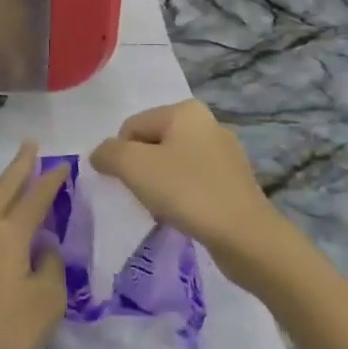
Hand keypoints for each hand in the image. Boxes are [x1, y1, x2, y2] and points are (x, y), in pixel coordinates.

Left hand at [0, 143, 67, 348]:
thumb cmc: (2, 335)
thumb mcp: (46, 305)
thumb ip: (50, 270)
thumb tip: (43, 249)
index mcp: (10, 235)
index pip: (36, 198)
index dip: (50, 180)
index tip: (61, 164)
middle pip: (1, 189)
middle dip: (17, 166)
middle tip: (27, 146)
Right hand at [90, 100, 279, 263]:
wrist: (246, 238)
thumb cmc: (187, 192)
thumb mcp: (133, 167)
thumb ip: (108, 153)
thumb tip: (101, 155)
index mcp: (185, 111)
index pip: (131, 127)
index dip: (120, 156)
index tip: (127, 184)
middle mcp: (207, 123)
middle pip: (152, 144)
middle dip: (141, 171)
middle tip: (144, 197)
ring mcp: (225, 153)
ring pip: (172, 164)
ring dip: (160, 186)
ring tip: (164, 210)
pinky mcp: (234, 182)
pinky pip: (193, 182)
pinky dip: (182, 197)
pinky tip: (184, 216)